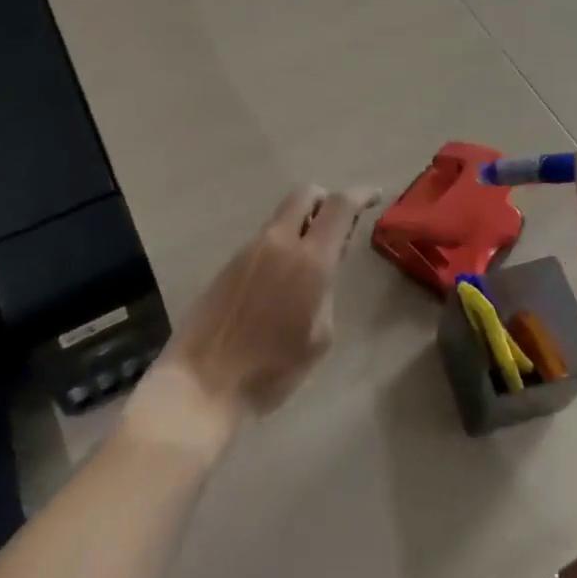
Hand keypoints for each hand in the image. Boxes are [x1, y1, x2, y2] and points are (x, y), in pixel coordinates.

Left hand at [132, 185, 378, 455]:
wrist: (202, 382)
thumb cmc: (271, 370)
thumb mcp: (319, 337)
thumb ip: (327, 290)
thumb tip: (325, 265)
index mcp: (309, 260)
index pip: (340, 206)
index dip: (360, 195)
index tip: (374, 197)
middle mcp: (279, 242)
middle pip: (305, 194)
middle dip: (327, 201)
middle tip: (340, 226)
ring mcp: (249, 249)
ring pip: (283, 216)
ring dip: (303, 223)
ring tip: (313, 260)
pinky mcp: (230, 262)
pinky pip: (266, 238)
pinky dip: (283, 242)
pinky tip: (284, 278)